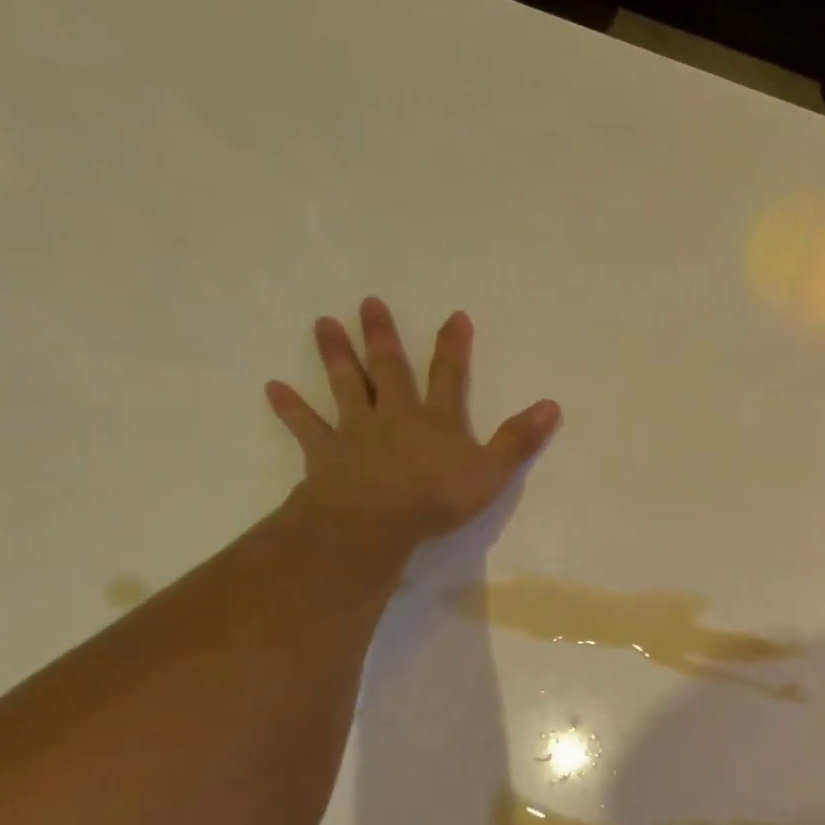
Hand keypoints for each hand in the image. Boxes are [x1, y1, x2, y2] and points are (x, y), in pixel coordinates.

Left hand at [265, 298, 559, 545]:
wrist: (374, 521)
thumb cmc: (437, 497)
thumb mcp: (492, 471)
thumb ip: (519, 439)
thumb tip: (551, 405)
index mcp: (437, 420)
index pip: (449, 376)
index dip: (453, 346)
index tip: (454, 316)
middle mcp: (396, 415)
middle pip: (389, 369)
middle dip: (382, 336)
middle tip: (369, 303)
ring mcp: (357, 431)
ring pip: (346, 386)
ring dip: (336, 356)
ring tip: (323, 323)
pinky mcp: (326, 453)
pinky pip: (307, 426)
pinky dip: (291, 407)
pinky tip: (273, 388)